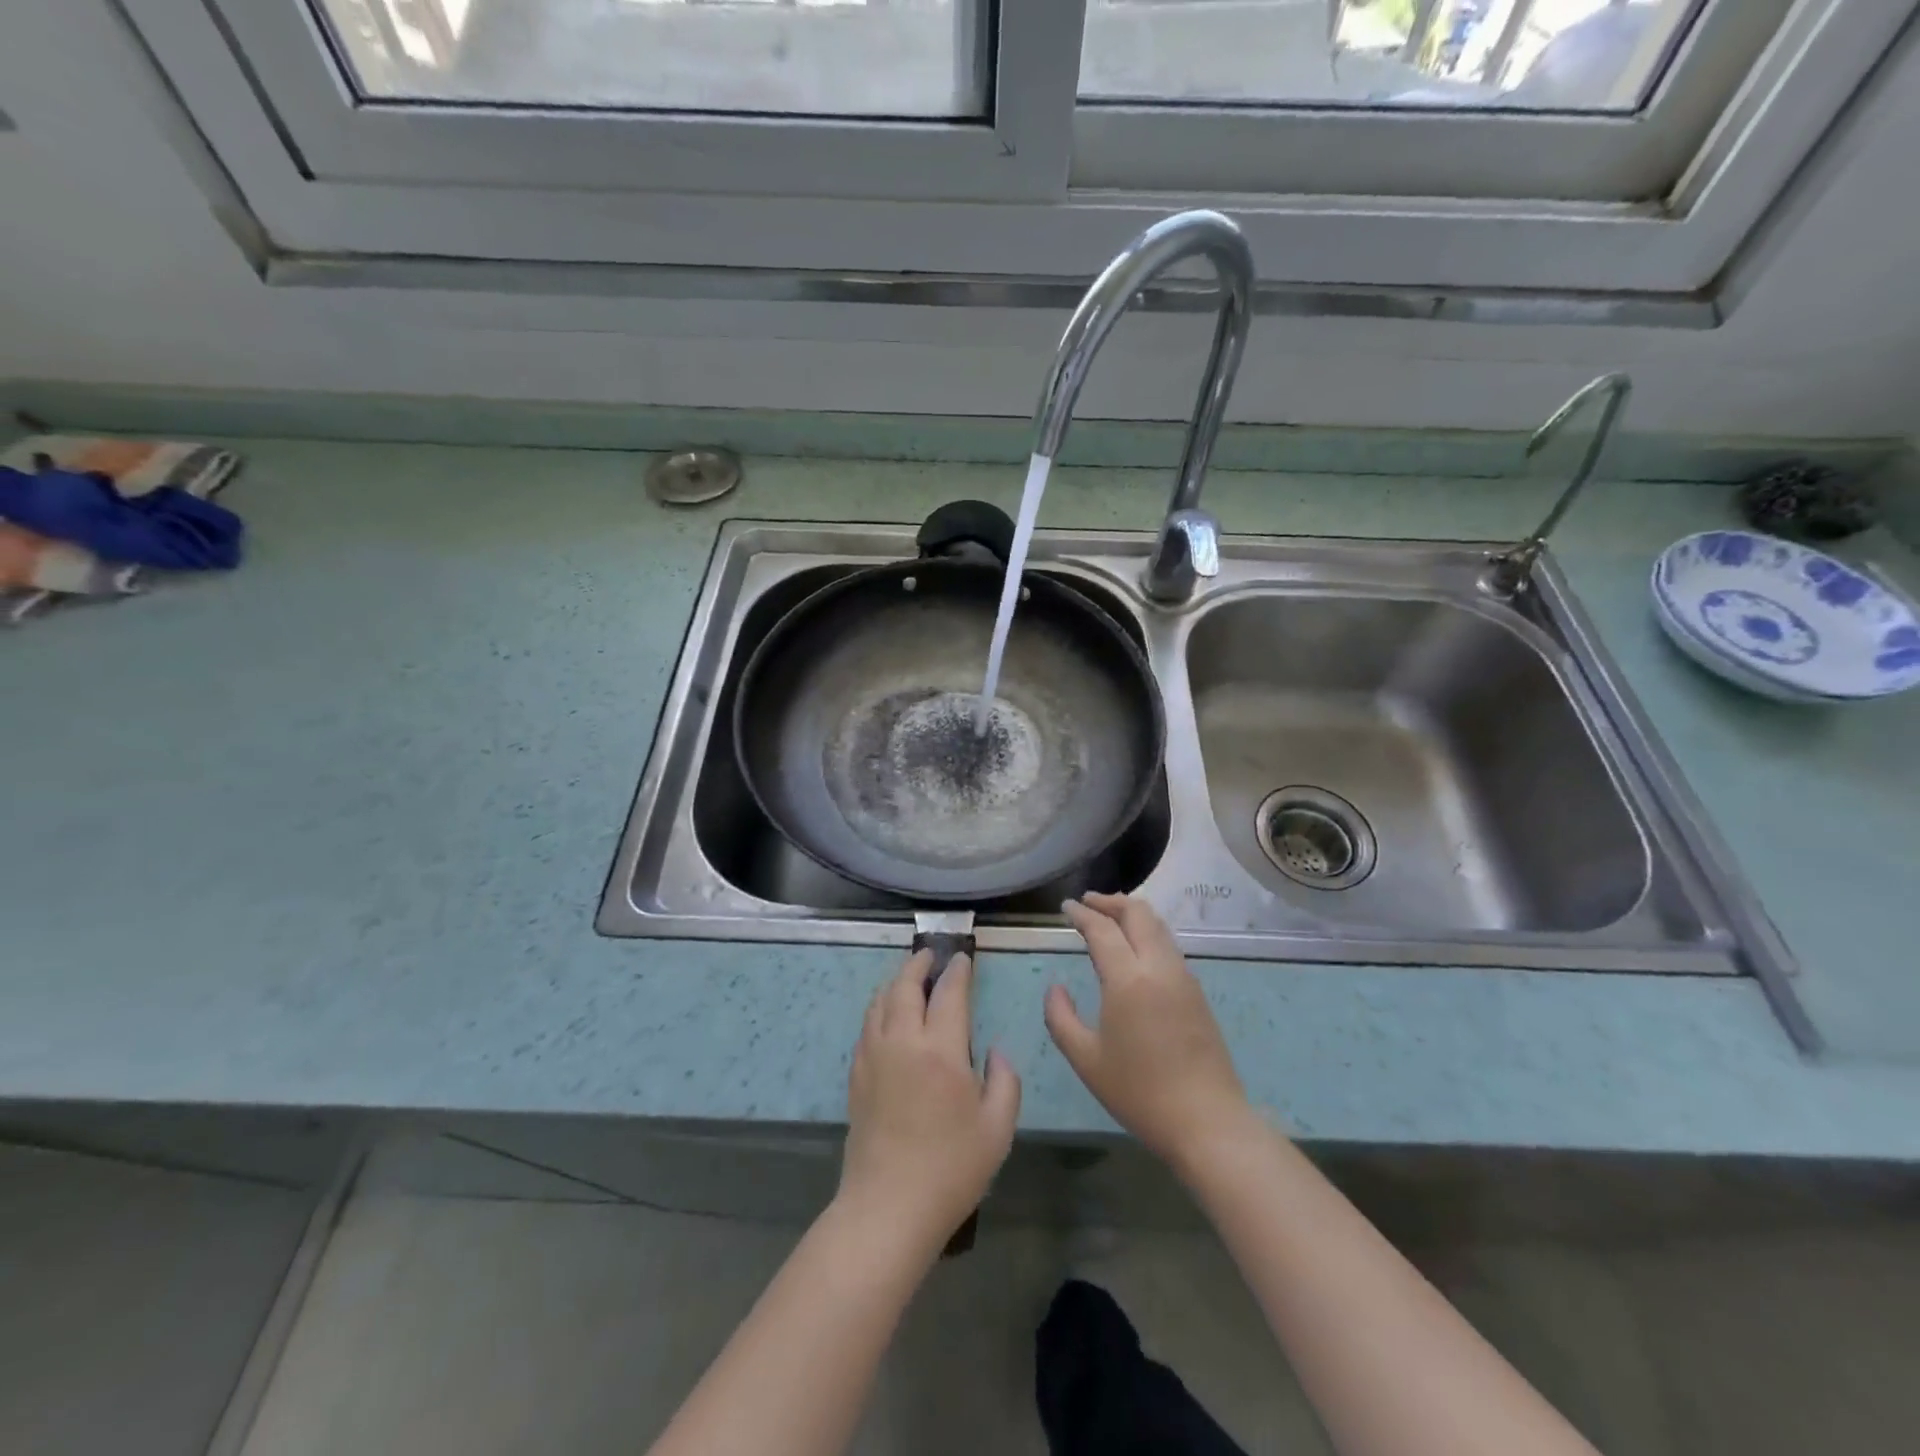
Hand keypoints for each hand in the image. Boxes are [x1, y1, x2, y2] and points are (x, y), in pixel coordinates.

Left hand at [840, 950, 1020, 1252]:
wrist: (888, 1208)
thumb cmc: (951, 1169)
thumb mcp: (998, 1129)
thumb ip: (1005, 1081)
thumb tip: (995, 1052)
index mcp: (941, 1050)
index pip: (949, 994)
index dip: (957, 971)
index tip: (963, 958)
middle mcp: (903, 1042)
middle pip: (905, 986)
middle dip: (918, 964)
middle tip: (930, 954)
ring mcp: (874, 1057)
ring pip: (880, 1002)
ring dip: (895, 982)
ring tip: (907, 977)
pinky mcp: (856, 1076)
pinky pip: (867, 1026)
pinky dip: (879, 1008)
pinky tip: (886, 1016)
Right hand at [1047, 893, 1255, 1175]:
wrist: (1207, 1121)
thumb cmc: (1139, 1092)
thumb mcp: (1086, 1059)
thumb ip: (1060, 1018)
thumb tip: (1056, 988)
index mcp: (1129, 978)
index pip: (1102, 929)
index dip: (1082, 913)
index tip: (1066, 906)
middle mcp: (1159, 967)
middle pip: (1138, 913)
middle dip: (1110, 901)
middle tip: (1087, 903)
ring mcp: (1183, 977)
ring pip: (1158, 926)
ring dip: (1132, 914)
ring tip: (1110, 919)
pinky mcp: (1197, 992)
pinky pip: (1169, 945)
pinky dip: (1148, 932)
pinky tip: (1135, 950)